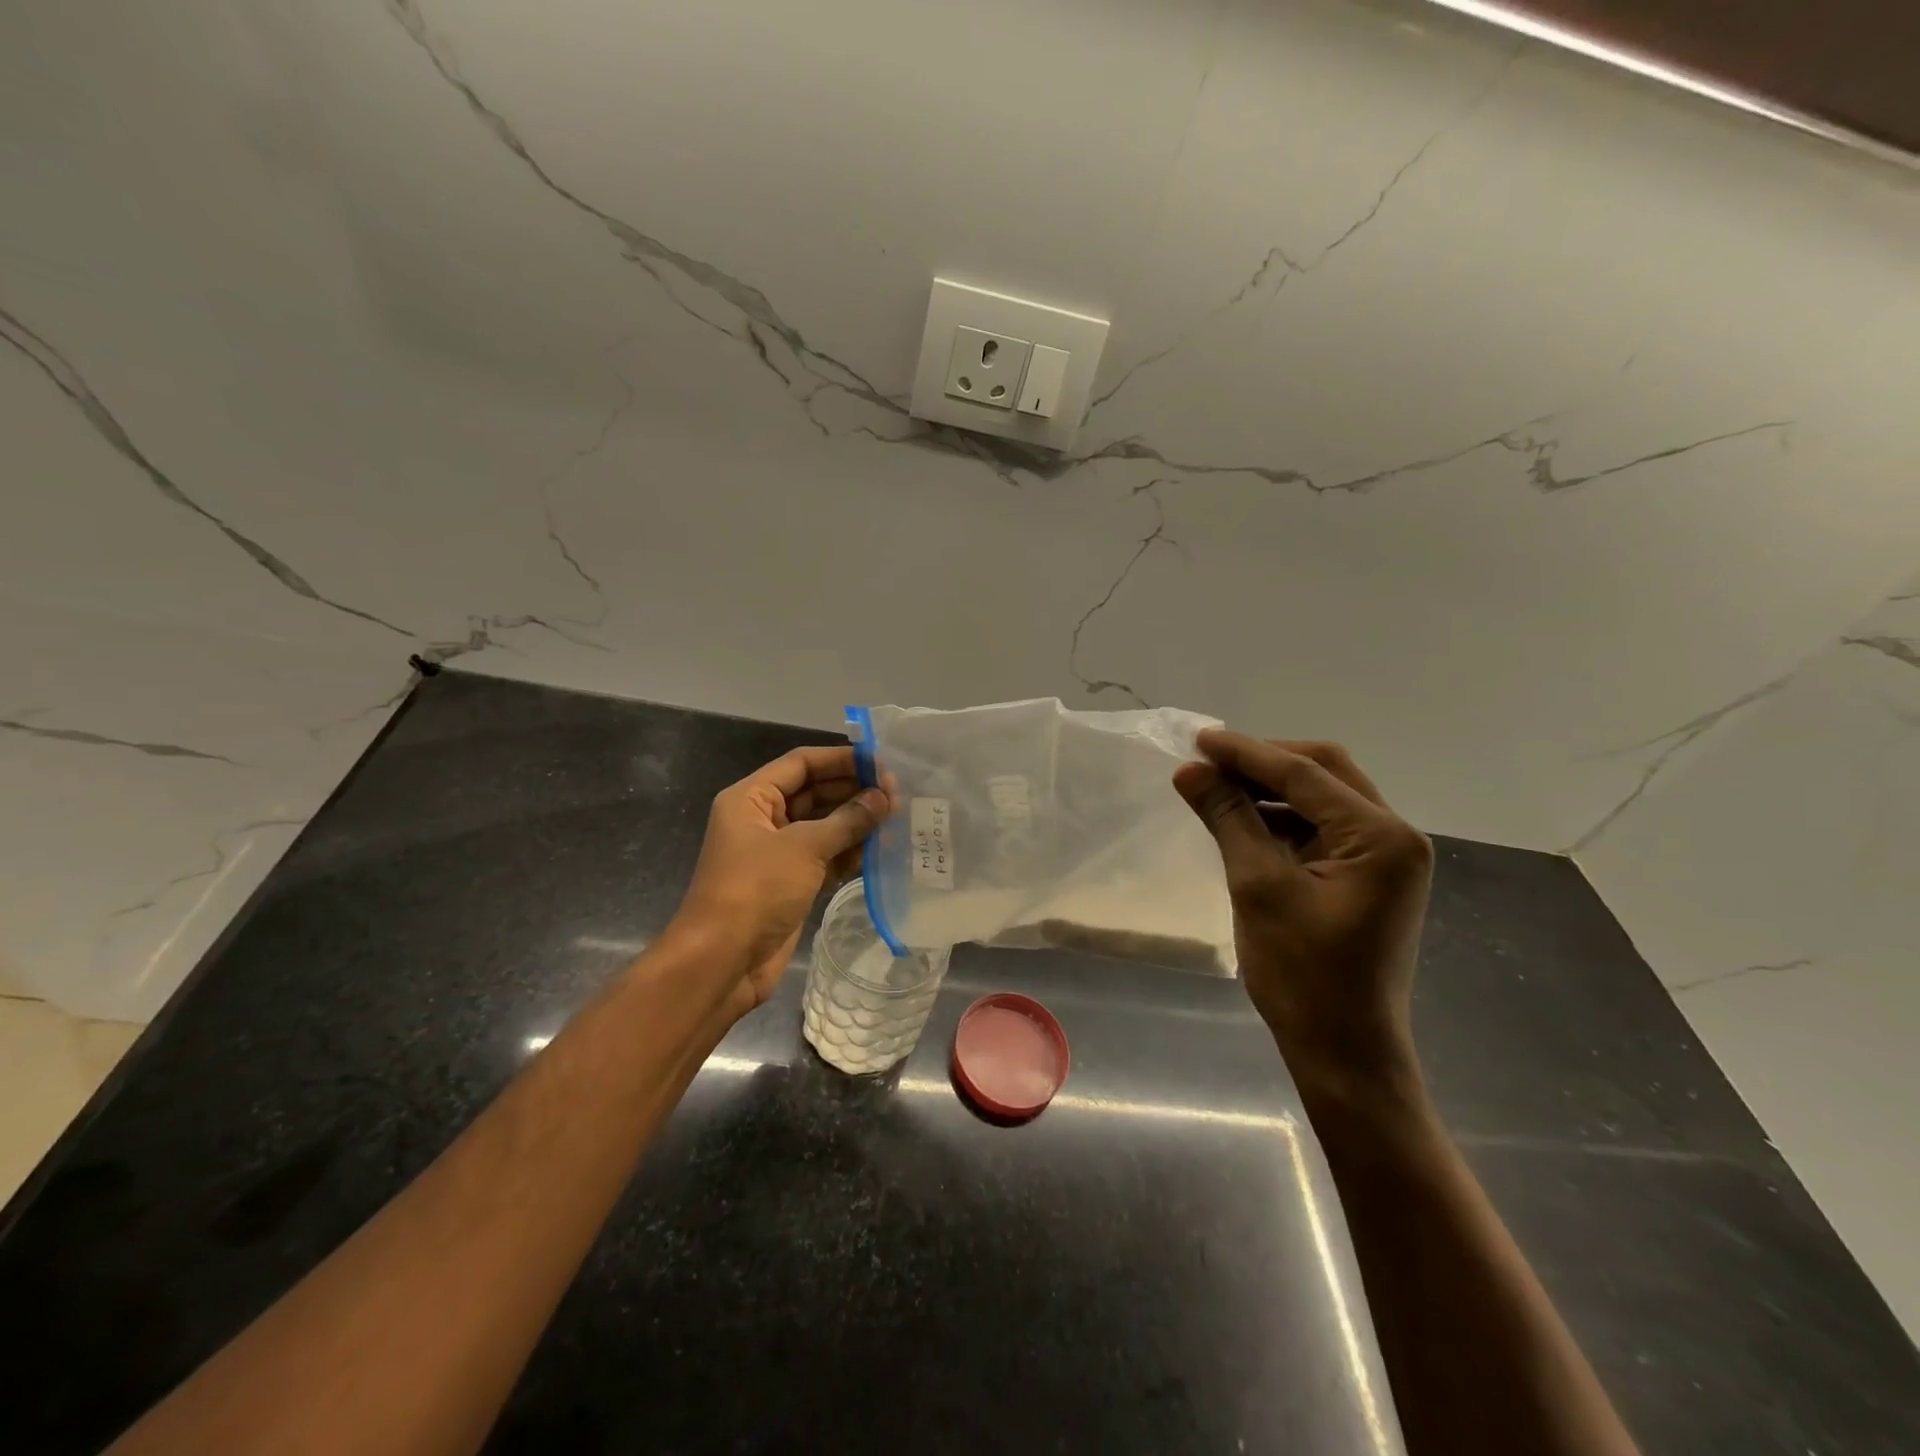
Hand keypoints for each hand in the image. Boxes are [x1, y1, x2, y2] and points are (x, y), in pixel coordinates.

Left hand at [671, 745, 890, 1016]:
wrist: (723, 962)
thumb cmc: (757, 890)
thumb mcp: (804, 847)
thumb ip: (848, 820)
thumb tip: (884, 798)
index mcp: (752, 798)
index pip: (801, 764)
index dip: (842, 759)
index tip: (882, 763)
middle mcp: (763, 820)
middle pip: (814, 792)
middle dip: (853, 791)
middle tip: (898, 794)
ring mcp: (777, 853)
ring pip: (823, 826)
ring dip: (856, 823)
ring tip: (898, 819)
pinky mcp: (791, 883)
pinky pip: (825, 857)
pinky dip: (850, 853)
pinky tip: (881, 851)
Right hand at [1174, 731, 1433, 1102]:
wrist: (1344, 1051)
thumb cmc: (1303, 974)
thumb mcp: (1258, 887)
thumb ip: (1227, 819)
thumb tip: (1189, 770)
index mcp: (1380, 836)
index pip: (1304, 773)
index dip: (1246, 753)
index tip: (1197, 739)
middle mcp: (1393, 835)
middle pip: (1323, 772)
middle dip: (1264, 762)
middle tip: (1208, 760)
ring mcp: (1384, 857)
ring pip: (1321, 798)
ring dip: (1270, 789)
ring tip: (1216, 787)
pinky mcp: (1367, 876)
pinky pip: (1320, 828)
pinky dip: (1281, 818)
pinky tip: (1241, 820)